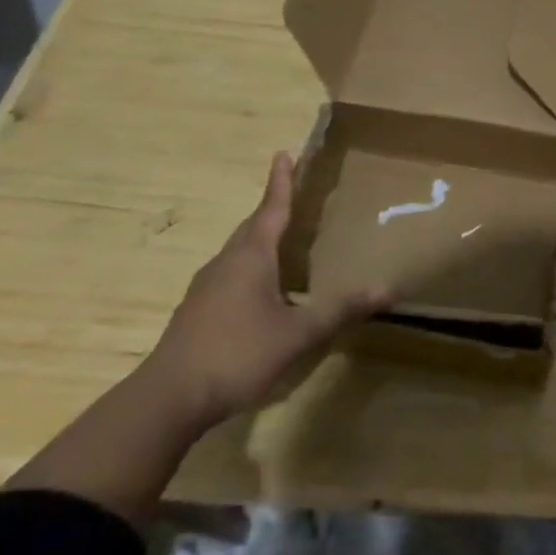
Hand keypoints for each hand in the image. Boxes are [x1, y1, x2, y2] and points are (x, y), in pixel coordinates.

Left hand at [145, 152, 391, 429]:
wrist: (166, 401)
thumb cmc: (235, 354)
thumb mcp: (297, 333)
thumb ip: (341, 310)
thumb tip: (389, 288)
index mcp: (250, 257)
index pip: (271, 209)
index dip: (281, 182)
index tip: (284, 154)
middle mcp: (226, 264)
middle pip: (252, 227)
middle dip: (273, 208)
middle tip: (293, 194)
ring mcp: (206, 289)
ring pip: (239, 252)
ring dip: (260, 238)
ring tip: (283, 239)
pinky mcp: (197, 313)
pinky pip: (230, 275)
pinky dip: (250, 267)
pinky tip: (263, 290)